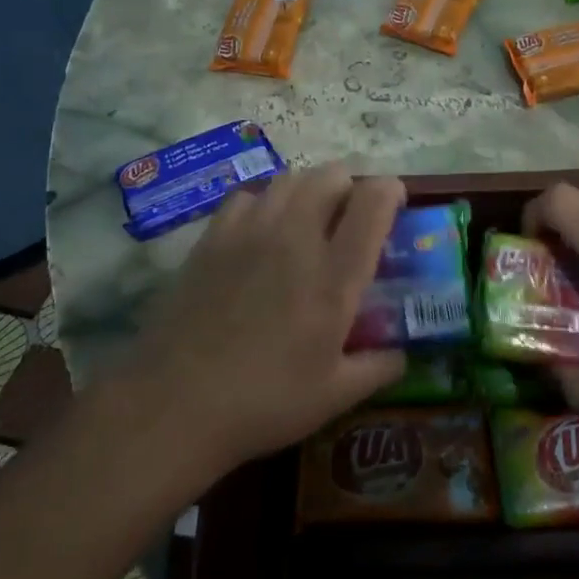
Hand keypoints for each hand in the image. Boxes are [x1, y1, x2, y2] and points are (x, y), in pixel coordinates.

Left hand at [122, 165, 407, 470]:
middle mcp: (296, 238)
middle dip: (350, 185)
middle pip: (330, 176)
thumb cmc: (265, 401)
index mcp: (335, 275)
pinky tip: (261, 229)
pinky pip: (247, 196)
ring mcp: (250, 232)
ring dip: (309, 189)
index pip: (372, 203)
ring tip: (309, 217)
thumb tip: (402, 355)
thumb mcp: (334, 396)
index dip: (390, 191)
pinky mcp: (213, 238)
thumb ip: (377, 369)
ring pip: (289, 179)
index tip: (395, 203)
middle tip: (351, 215)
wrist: (176, 402)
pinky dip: (265, 202)